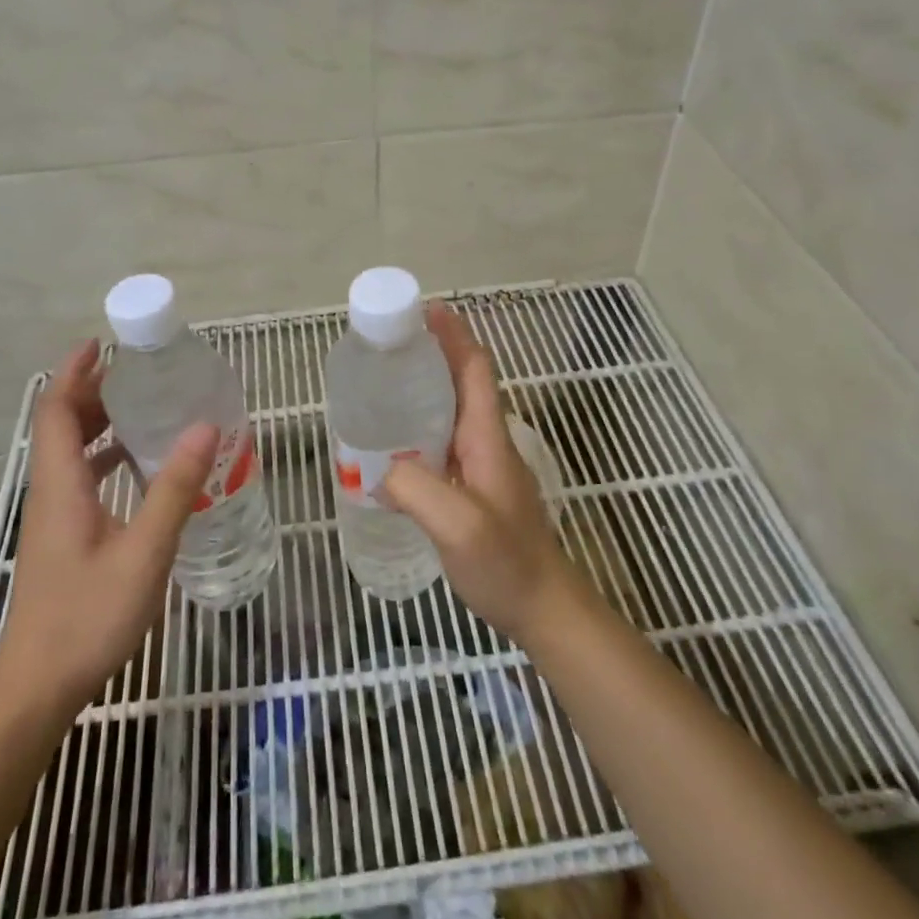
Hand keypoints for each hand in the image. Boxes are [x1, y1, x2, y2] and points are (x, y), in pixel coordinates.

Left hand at [0, 339, 217, 711]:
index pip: (57, 411)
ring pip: (71, 453)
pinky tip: (142, 469)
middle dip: (93, 391)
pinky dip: (106, 459)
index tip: (102, 344)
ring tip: (146, 409)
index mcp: (61, 485)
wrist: (40, 683)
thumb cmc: (89, 615)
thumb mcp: (144, 550)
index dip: (75, 373)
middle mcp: (51, 492)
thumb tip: (205, 427)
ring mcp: (55, 517)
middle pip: (62, 425)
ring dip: (100, 424)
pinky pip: (82, 479)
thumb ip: (174, 489)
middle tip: (139, 373)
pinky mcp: (63, 538)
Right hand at [382, 302, 579, 641]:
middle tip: (385, 347)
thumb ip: (416, 489)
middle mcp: (487, 441)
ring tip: (381, 386)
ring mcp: (483, 464)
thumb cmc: (507, 563)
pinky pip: (444, 442)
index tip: (423, 311)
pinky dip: (420, 426)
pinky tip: (392, 445)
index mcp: (487, 437)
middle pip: (462, 382)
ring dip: (425, 388)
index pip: (475, 369)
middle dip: (431, 354)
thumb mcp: (458, 526)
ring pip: (452, 410)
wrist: (543, 607)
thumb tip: (376, 469)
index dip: (453, 335)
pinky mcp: (474, 486)